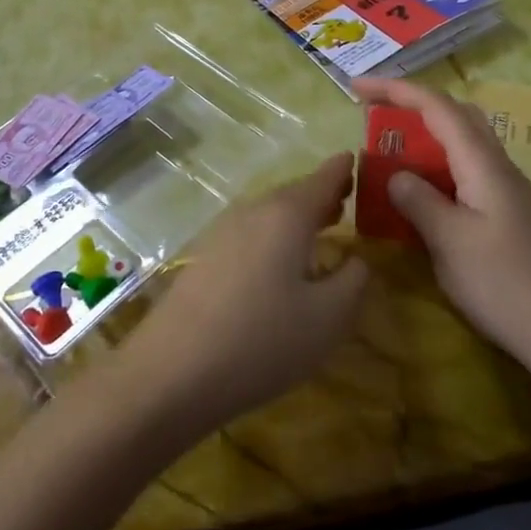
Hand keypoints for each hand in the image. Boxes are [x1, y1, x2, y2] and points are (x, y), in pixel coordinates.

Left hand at [119, 154, 368, 434]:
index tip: (358, 159)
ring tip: (322, 228)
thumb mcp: (327, 318)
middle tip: (348, 199)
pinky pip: (251, 233)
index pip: (323, 178)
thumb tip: (356, 259)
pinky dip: (274, 236)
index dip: (343, 169)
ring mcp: (223, 232)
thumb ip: (353, 280)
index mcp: (286, 215)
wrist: (172, 371)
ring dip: (297, 217)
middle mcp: (253, 212)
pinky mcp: (204, 257)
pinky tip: (280, 262)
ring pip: (270, 213)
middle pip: (294, 193)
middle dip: (322, 195)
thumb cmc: (262, 340)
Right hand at [352, 78, 530, 383]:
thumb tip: (396, 175)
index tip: (356, 88)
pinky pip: (466, 176)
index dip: (396, 90)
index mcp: (483, 165)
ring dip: (425, 139)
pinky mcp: (508, 219)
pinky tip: (421, 198)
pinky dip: (437, 171)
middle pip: (455, 116)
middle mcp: (498, 168)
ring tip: (389, 153)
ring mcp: (507, 194)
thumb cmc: (507, 286)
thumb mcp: (451, 242)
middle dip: (413, 105)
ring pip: (463, 147)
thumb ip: (418, 201)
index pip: (437, 107)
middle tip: (374, 114)